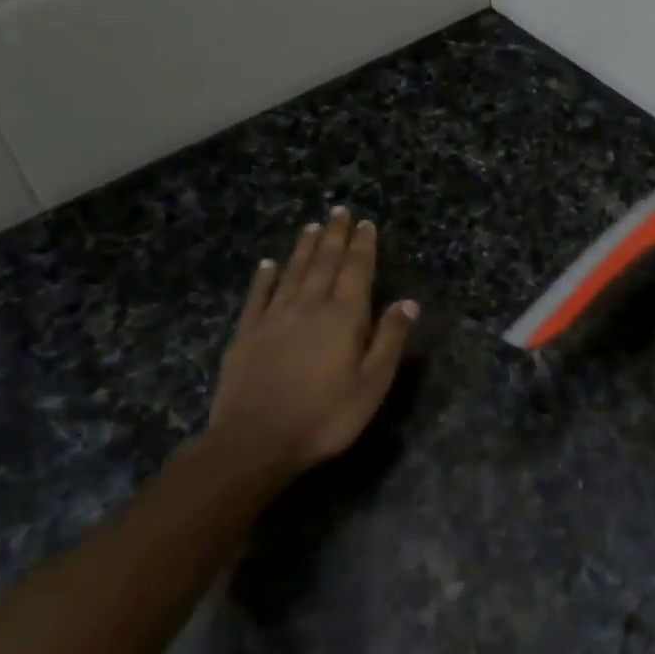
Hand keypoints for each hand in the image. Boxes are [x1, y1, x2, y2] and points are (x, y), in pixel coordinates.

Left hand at [207, 207, 417, 483]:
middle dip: (334, 236)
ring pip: (293, 273)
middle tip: (339, 211)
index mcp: (344, 317)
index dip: (362, 246)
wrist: (255, 441)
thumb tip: (408, 301)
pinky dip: (265, 277)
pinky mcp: (246, 334)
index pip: (357, 271)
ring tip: (312, 226)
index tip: (365, 223)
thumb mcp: (372, 383)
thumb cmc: (325, 416)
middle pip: (324, 263)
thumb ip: (390, 339)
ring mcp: (274, 318)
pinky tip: (267, 264)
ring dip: (304, 248)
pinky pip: (258, 296)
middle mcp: (309, 307)